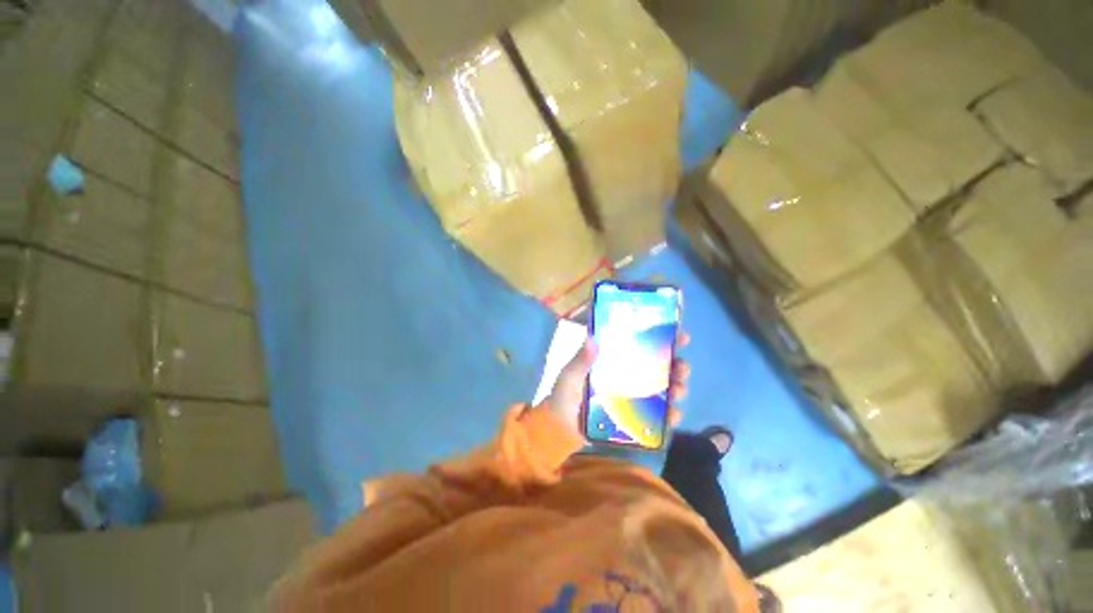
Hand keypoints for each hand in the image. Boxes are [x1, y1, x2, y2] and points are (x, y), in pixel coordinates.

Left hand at [541, 333, 690, 437]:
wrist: (558, 430)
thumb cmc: (563, 398)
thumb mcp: (569, 376)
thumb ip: (580, 361)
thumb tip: (593, 338)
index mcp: (613, 362)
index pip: (640, 346)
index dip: (662, 340)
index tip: (680, 336)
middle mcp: (627, 377)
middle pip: (659, 368)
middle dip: (677, 366)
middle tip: (682, 367)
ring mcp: (632, 399)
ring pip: (663, 391)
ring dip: (677, 388)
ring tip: (679, 390)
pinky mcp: (634, 419)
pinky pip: (657, 417)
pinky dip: (669, 416)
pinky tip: (674, 414)